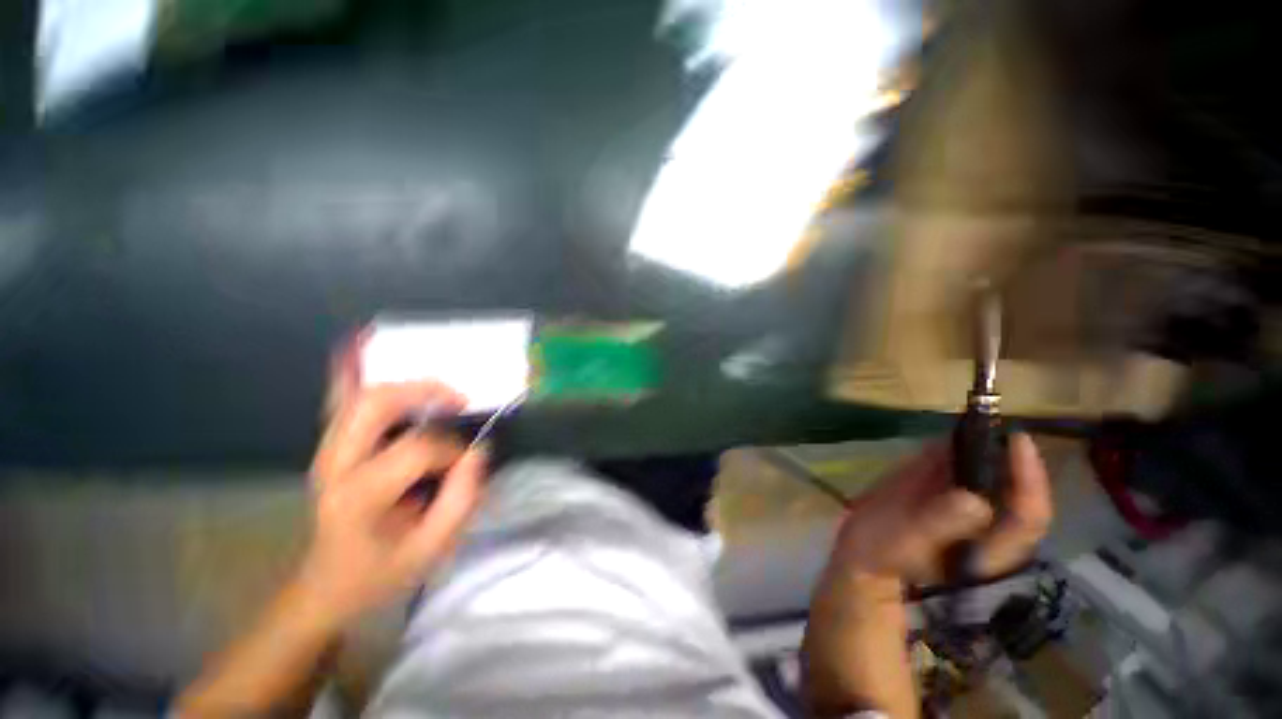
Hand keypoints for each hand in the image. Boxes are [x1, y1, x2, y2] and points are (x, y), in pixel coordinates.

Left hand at [296, 354, 486, 627]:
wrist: (327, 586)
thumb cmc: (379, 573)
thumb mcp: (431, 550)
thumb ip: (462, 499)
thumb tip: (478, 452)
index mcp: (359, 496)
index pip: (416, 448)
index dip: (452, 451)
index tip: (467, 465)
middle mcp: (335, 465)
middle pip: (373, 403)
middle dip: (424, 392)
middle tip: (458, 401)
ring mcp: (327, 452)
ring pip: (359, 396)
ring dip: (405, 385)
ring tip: (441, 394)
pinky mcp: (330, 448)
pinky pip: (340, 402)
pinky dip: (350, 372)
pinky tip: (359, 344)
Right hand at [827, 433, 1051, 589]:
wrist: (864, 557)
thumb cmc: (882, 555)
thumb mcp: (904, 543)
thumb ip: (937, 524)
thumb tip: (974, 498)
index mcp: (989, 550)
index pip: (1028, 516)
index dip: (1030, 479)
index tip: (1017, 440)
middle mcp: (989, 529)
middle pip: (1017, 491)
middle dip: (1011, 456)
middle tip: (994, 420)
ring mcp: (969, 512)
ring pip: (993, 479)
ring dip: (989, 448)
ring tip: (977, 419)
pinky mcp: (947, 499)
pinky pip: (964, 472)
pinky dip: (962, 451)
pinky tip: (953, 435)